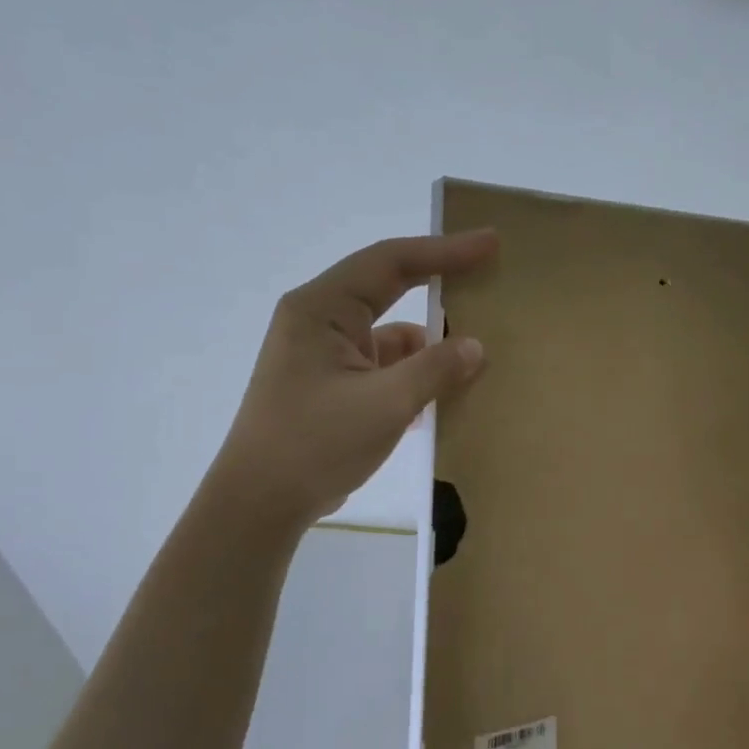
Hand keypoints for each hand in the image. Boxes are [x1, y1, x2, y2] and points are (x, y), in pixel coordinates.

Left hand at [216, 231, 497, 529]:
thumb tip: (475, 347)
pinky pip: (383, 367)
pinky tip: (443, 397)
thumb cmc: (315, 443)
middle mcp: (320, 321)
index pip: (390, 262)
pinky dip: (413, 376)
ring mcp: (324, 355)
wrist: (259, 505)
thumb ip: (435, 369)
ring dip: (428, 346)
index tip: (489, 243)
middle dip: (438, 284)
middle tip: (488, 274)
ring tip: (476, 356)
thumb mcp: (385, 404)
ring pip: (390, 335)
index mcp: (321, 308)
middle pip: (389, 288)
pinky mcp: (331, 386)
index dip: (444, 250)